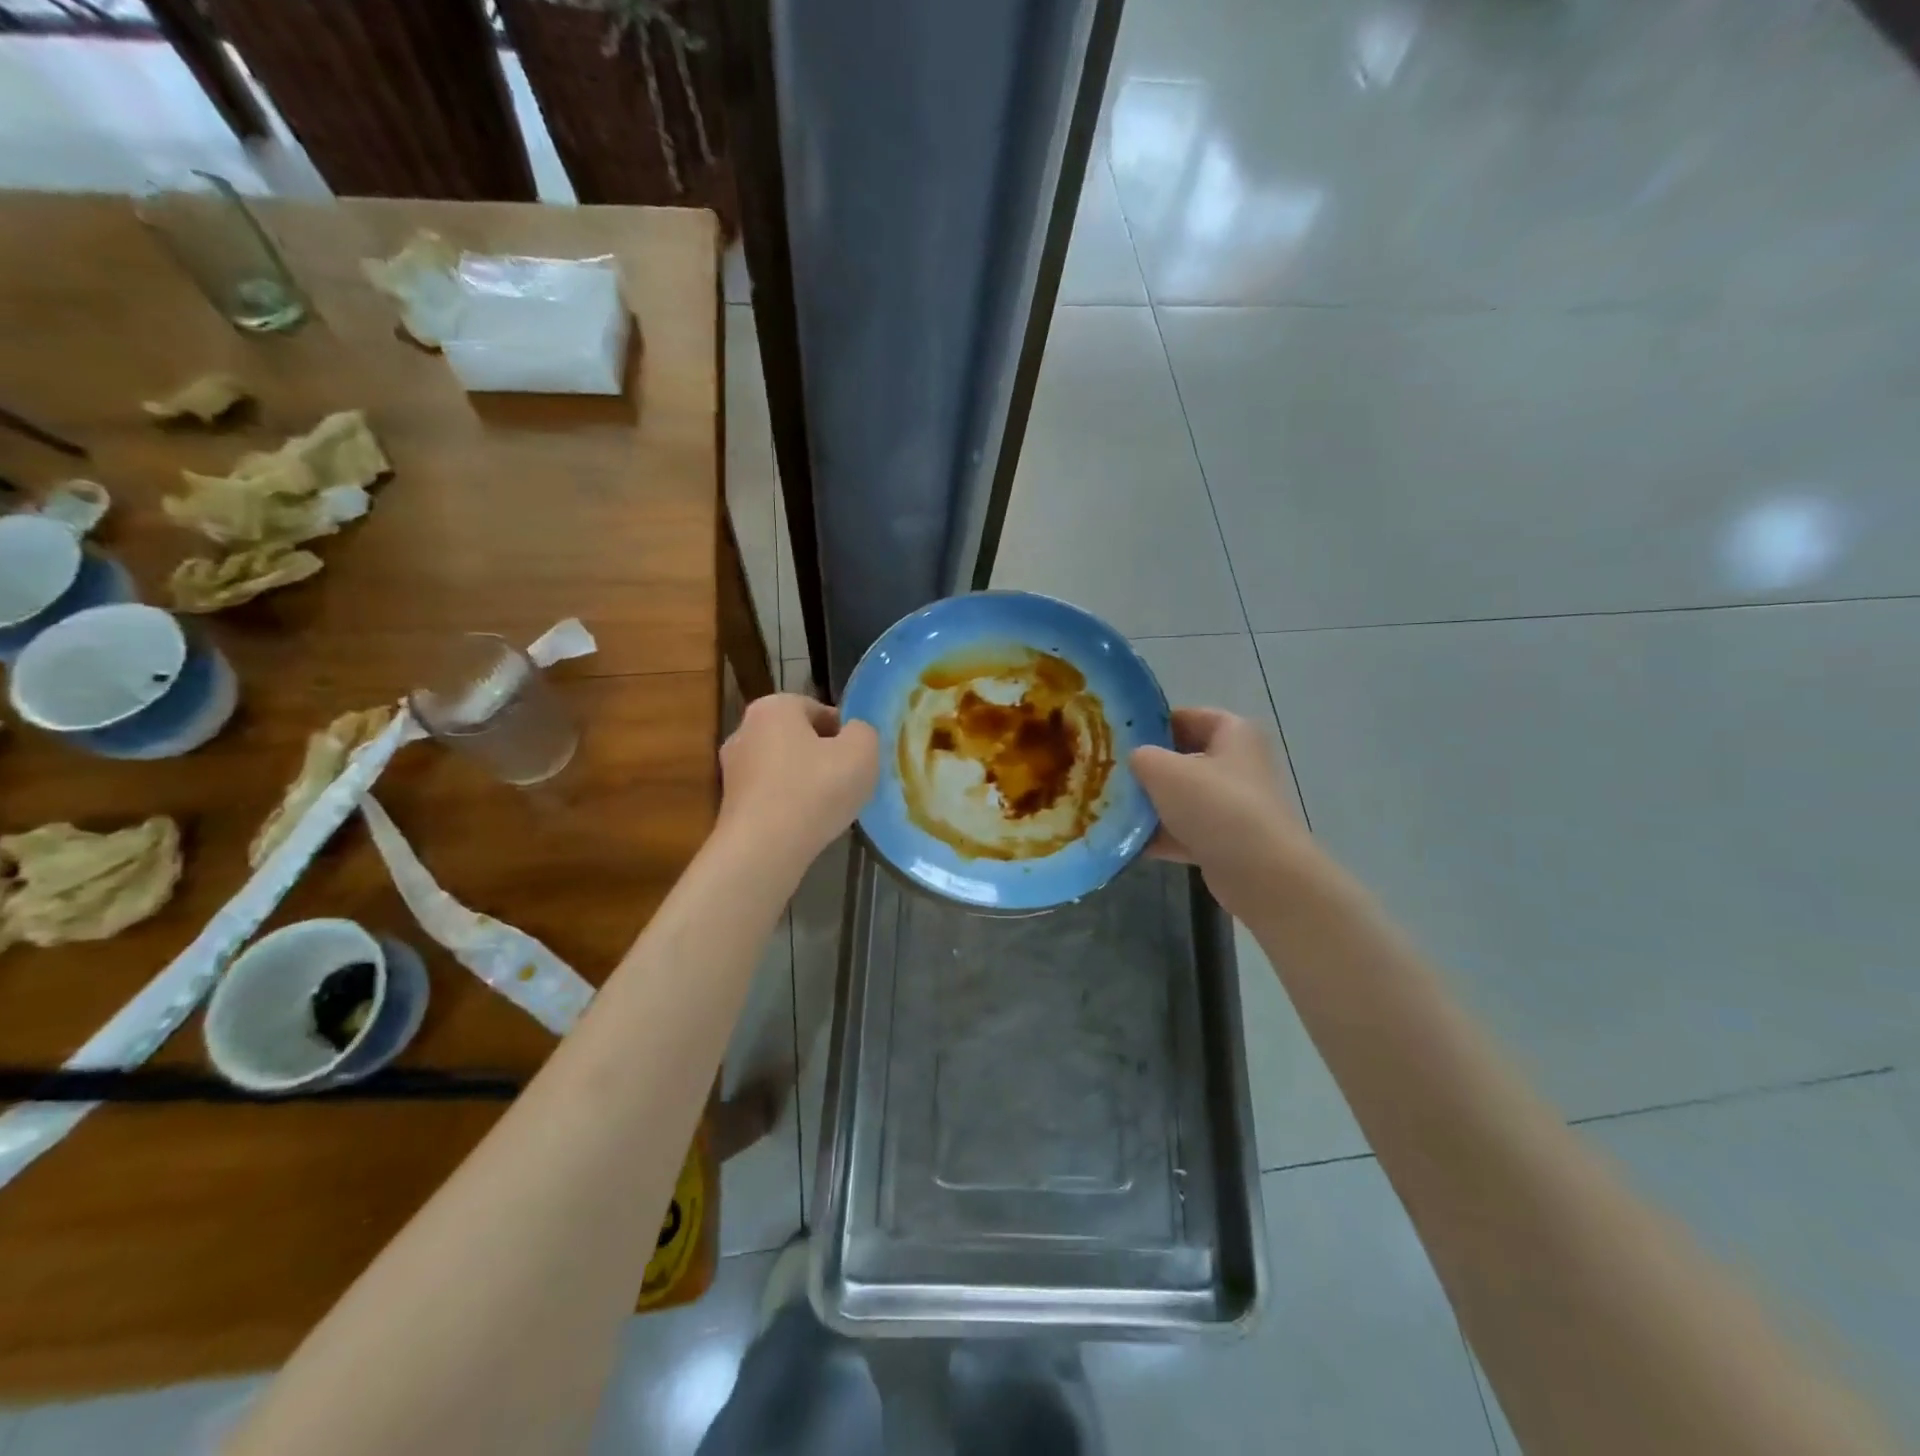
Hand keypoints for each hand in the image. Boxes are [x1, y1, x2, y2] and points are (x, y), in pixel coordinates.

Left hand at [716, 694, 878, 869]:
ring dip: (807, 781)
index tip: (858, 759)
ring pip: (784, 767)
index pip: (819, 710)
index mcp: (773, 707)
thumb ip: (863, 732)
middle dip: (823, 756)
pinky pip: (772, 794)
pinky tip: (806, 824)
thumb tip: (852, 734)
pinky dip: (789, 804)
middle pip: (799, 738)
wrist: (764, 849)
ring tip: (829, 806)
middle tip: (848, 781)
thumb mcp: (862, 751)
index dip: (844, 733)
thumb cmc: (815, 789)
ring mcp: (732, 768)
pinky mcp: (730, 803)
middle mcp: (745, 730)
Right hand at [1130, 708, 1316, 921]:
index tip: (1120, 738)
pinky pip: (1186, 831)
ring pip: (1182, 798)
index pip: (1188, 717)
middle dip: (1147, 768)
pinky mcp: (1227, 841)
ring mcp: (1234, 805)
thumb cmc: (1215, 806)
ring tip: (1110, 808)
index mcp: (1233, 734)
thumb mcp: (1164, 771)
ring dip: (1150, 805)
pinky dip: (1161, 836)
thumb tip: (1135, 760)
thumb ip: (1141, 757)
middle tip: (1109, 773)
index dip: (1152, 724)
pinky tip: (1127, 842)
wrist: (1260, 873)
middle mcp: (1238, 764)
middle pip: (1183, 759)